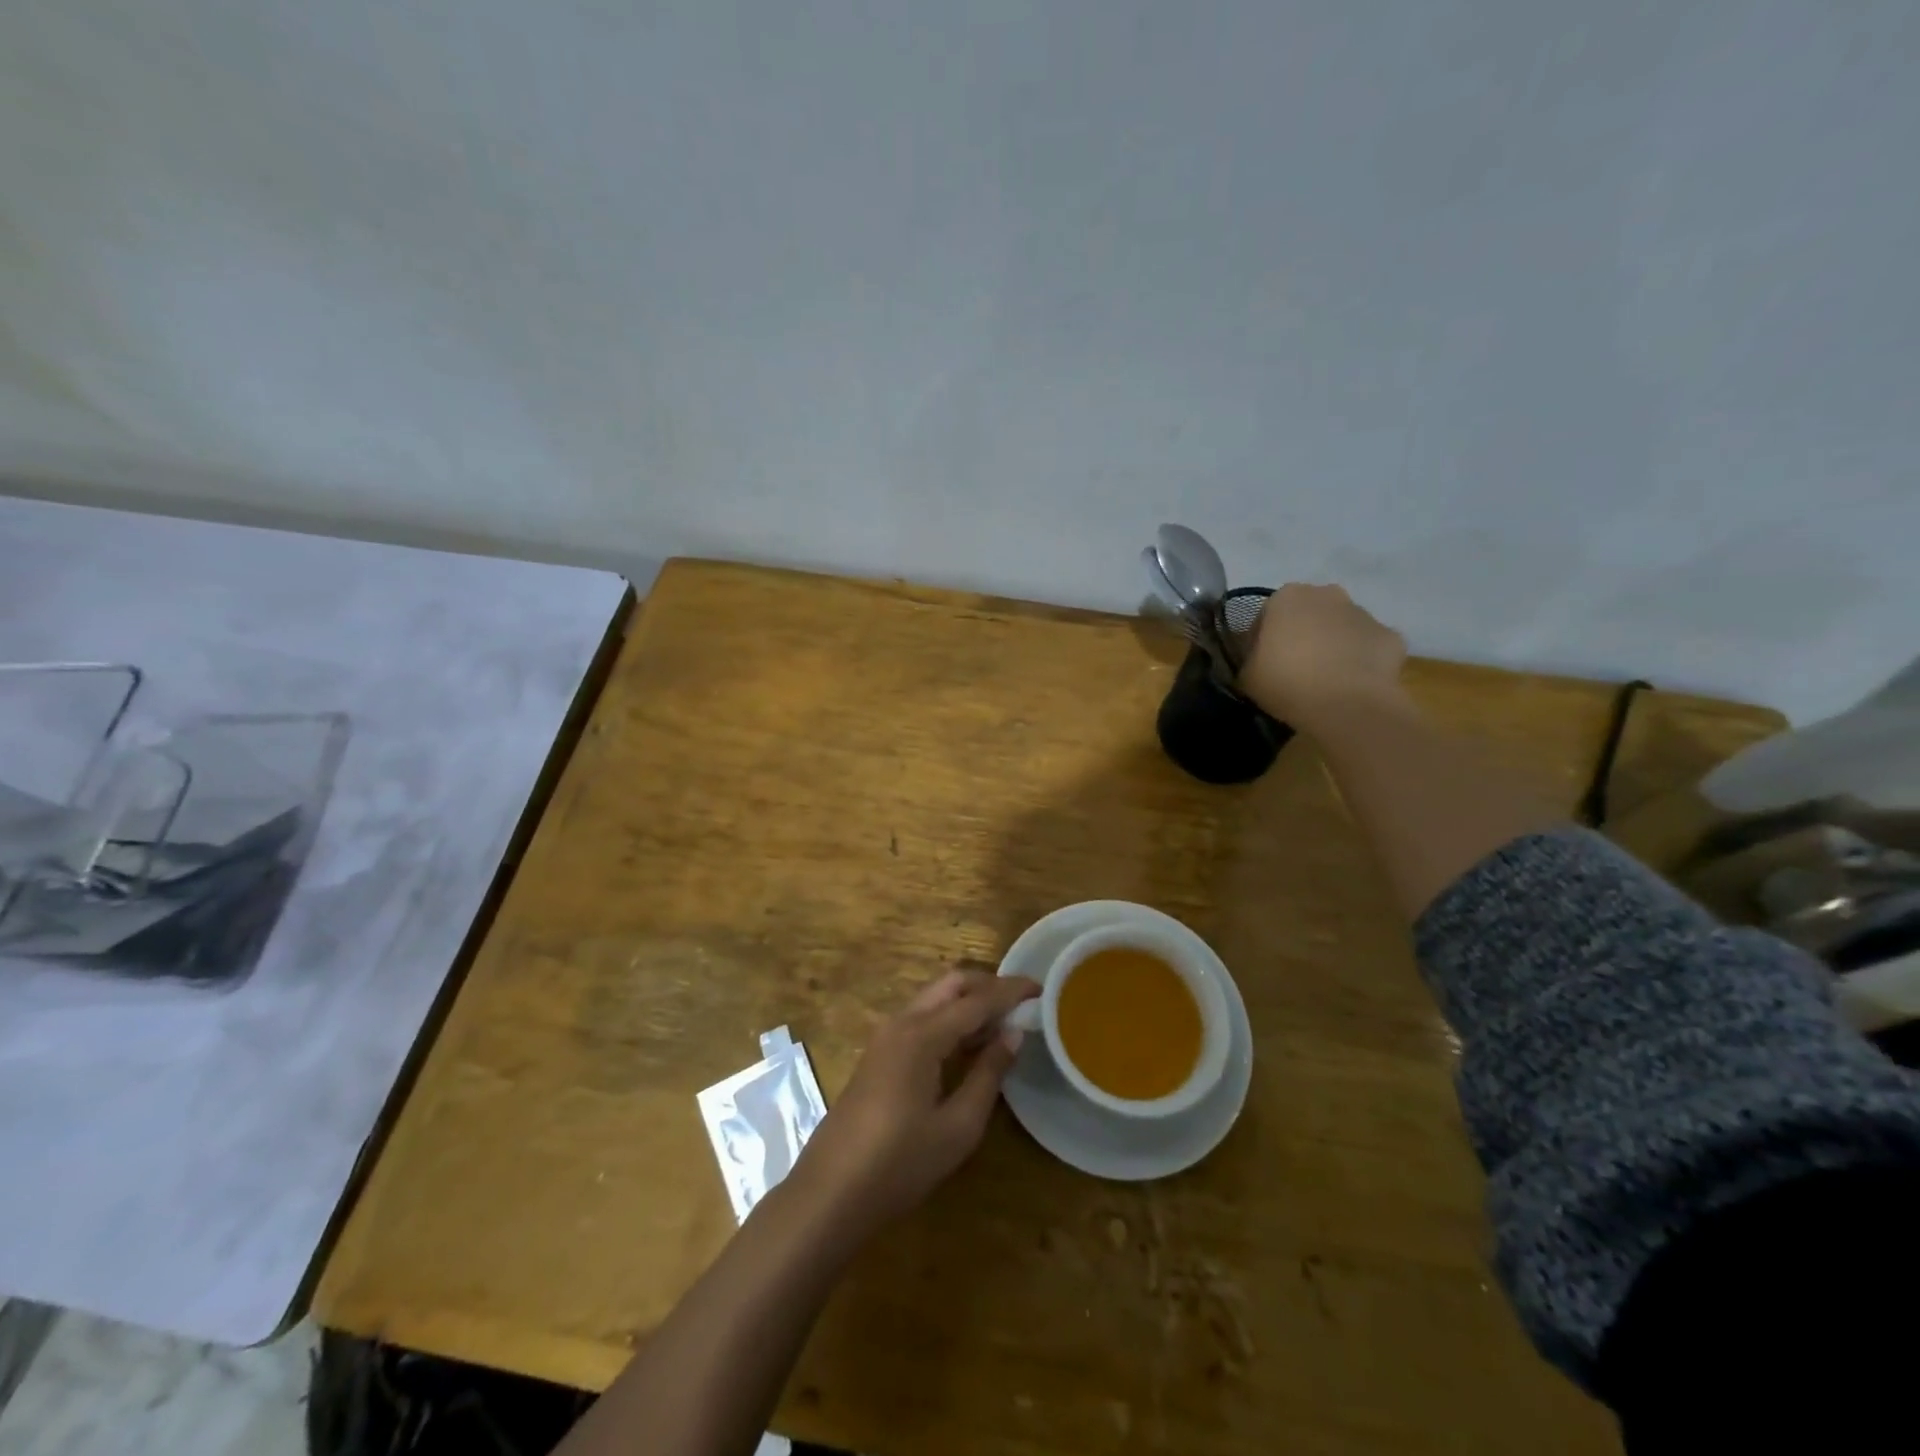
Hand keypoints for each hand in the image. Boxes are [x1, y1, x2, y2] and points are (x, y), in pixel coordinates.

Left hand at [791, 971, 1039, 1238]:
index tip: (1041, 988)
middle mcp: (901, 1022)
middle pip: (950, 984)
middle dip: (987, 985)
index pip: (976, 1000)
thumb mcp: (957, 1127)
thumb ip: (988, 1074)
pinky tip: (968, 1044)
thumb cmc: (899, 1164)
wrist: (830, 1192)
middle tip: (1021, 1003)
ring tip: (1002, 1024)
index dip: (1010, 991)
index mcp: (922, 1035)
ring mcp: (885, 1036)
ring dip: (968, 1001)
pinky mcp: (878, 1053)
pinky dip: (949, 1018)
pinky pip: (920, 1018)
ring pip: (934, 998)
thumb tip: (1014, 1034)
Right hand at [1239, 582, 1408, 732]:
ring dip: (1333, 645)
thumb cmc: (1286, 682)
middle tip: (1294, 668)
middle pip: (1309, 614)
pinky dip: (1362, 661)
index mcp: (1287, 597)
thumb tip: (1258, 660)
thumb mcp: (1246, 675)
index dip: (1262, 640)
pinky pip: (1369, 647)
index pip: (1267, 615)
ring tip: (1326, 679)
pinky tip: (1353, 685)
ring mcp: (1363, 613)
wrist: (1346, 704)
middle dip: (1302, 634)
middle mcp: (1327, 594)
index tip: (1261, 663)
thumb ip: (1250, 659)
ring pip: (1341, 627)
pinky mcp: (1391, 636)